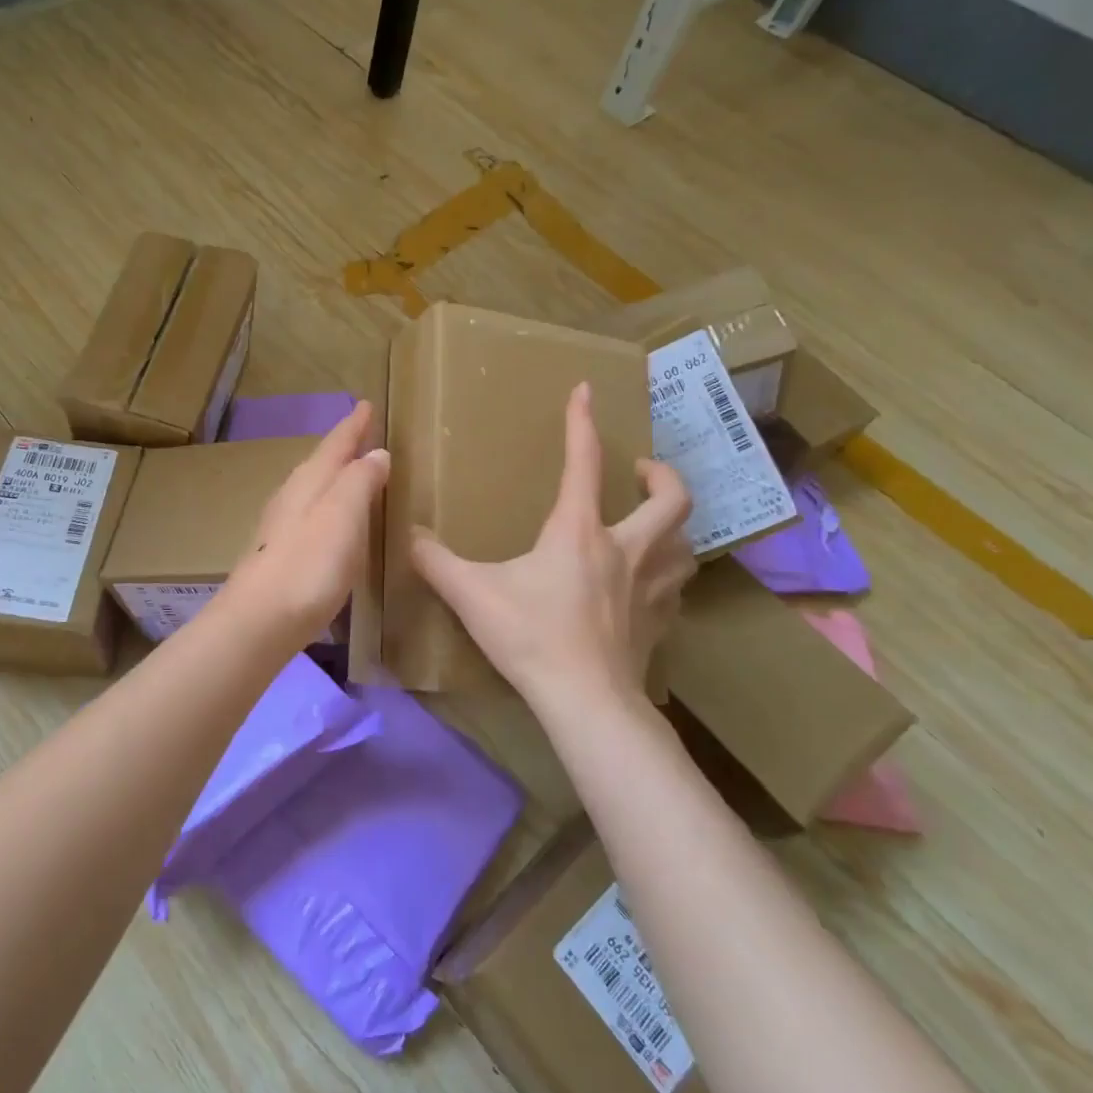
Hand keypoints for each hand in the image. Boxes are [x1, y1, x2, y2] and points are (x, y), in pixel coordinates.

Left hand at [221, 402, 389, 646]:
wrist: (260, 619)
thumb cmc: (309, 563)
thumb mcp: (343, 515)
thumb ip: (359, 481)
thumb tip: (376, 453)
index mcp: (309, 481)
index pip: (335, 444)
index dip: (353, 425)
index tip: (366, 405)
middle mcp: (291, 495)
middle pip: (320, 462)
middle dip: (342, 447)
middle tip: (362, 434)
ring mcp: (280, 525)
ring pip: (311, 488)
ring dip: (333, 476)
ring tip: (351, 472)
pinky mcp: (278, 553)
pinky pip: (309, 514)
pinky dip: (326, 506)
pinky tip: (330, 521)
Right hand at [410, 382, 694, 717]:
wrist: (586, 701)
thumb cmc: (531, 636)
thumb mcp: (471, 593)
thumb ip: (434, 560)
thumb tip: (406, 535)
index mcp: (579, 532)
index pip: (584, 463)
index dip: (582, 422)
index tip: (586, 391)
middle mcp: (625, 549)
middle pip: (671, 499)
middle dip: (662, 475)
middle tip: (640, 470)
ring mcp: (650, 587)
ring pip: (685, 543)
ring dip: (673, 525)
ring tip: (652, 523)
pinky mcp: (658, 622)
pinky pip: (676, 587)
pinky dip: (668, 574)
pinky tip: (648, 583)